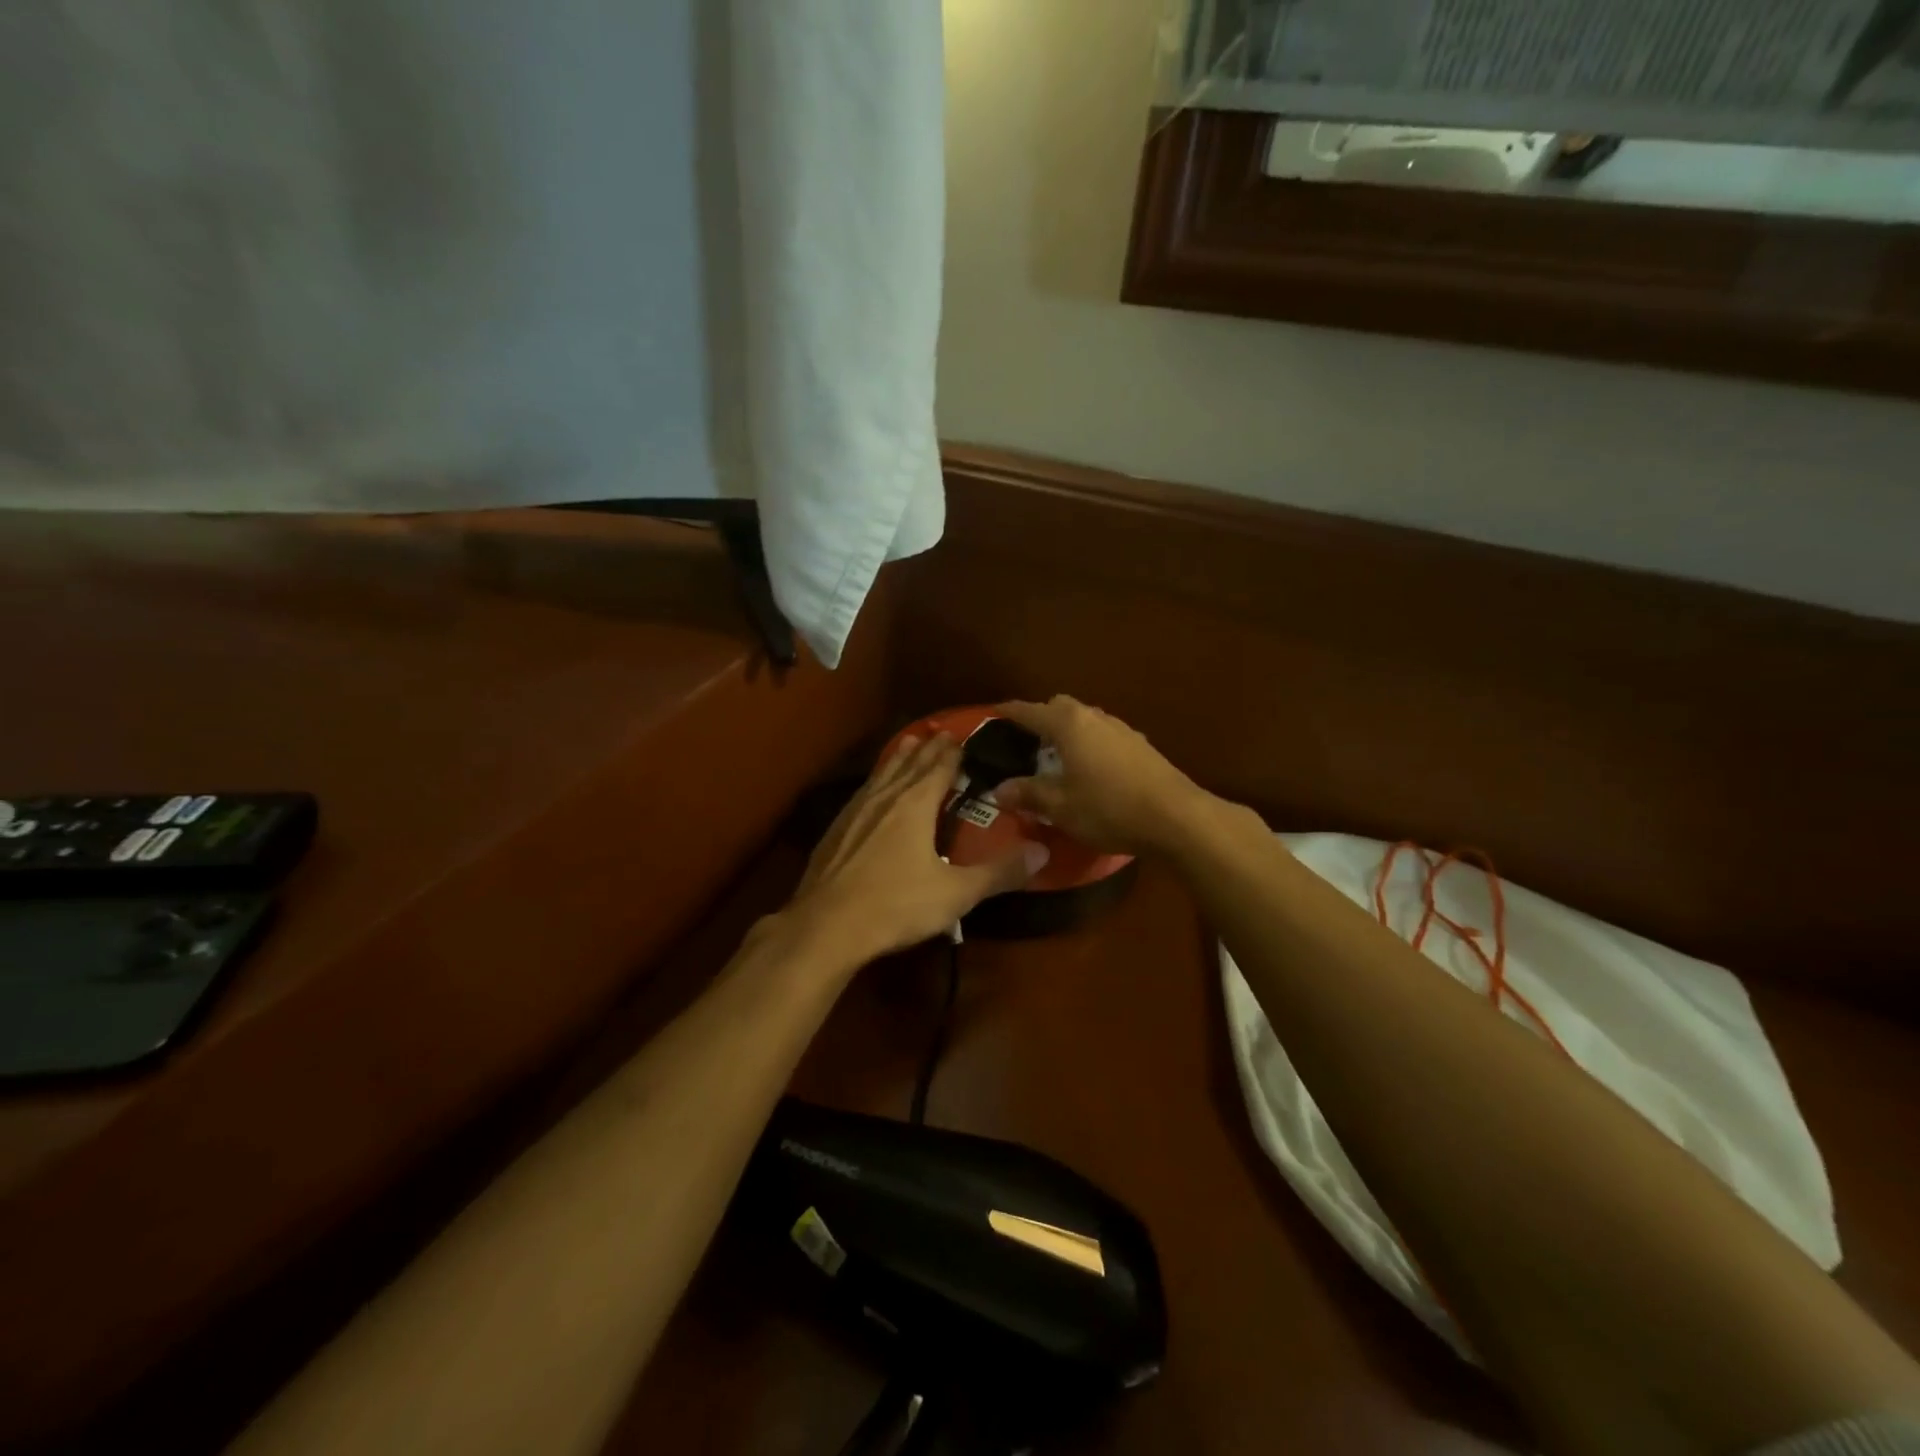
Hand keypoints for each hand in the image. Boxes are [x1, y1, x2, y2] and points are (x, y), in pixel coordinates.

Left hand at [786, 733, 1046, 966]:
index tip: (961, 737)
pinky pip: (863, 792)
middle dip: (927, 749)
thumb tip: (1043, 852)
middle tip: (940, 733)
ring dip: (899, 758)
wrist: (825, 926)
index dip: (951, 753)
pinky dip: (876, 780)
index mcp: (915, 805)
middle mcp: (884, 798)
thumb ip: (1000, 872)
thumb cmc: (896, 904)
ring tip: (907, 744)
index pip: (938, 768)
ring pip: (882, 774)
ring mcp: (855, 811)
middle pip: (909, 764)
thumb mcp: (956, 893)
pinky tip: (872, 791)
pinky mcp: (835, 829)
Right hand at [992, 696, 1207, 856]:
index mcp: (1069, 725)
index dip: (1009, 713)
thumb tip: (998, 790)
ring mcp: (1122, 729)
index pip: (1030, 711)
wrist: (1176, 817)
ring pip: (1086, 719)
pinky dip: (1090, 744)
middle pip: (1061, 706)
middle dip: (1042, 718)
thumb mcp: (1061, 807)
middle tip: (1027, 742)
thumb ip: (1028, 794)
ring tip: (1057, 757)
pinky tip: (1091, 770)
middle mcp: (1095, 717)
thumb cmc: (1109, 808)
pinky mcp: (1141, 745)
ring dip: (1069, 732)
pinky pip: (1104, 735)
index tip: (994, 713)